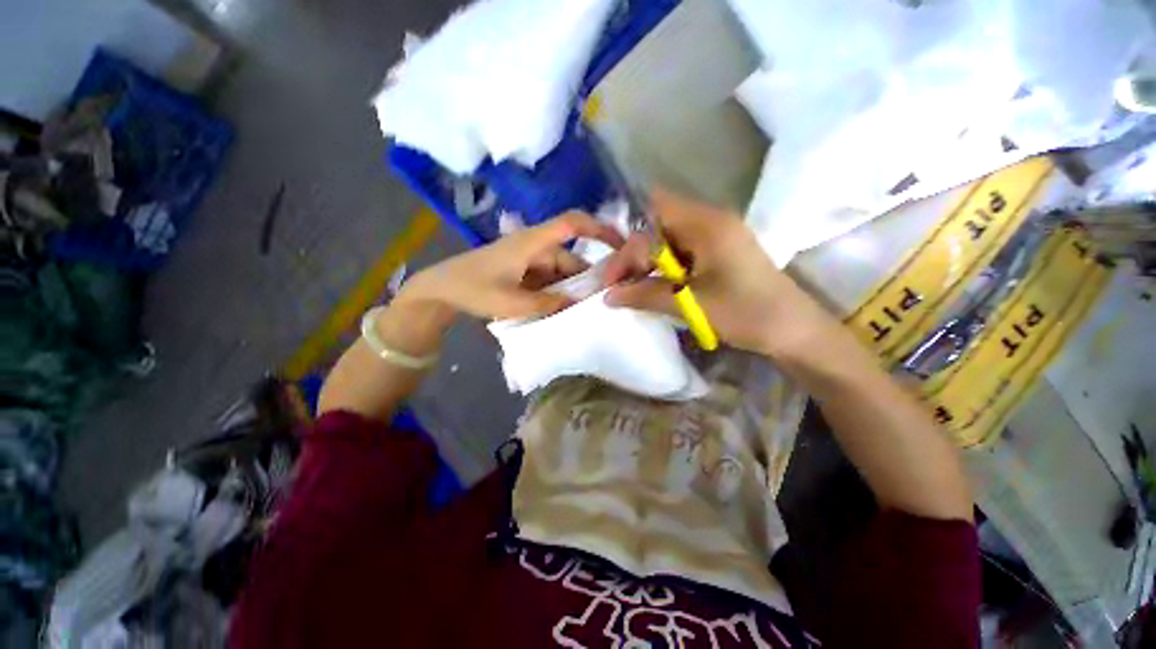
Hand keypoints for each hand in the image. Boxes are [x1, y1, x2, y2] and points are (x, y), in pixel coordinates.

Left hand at [402, 212, 623, 319]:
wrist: (440, 290)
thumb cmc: (472, 289)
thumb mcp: (511, 302)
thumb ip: (547, 304)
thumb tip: (577, 305)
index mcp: (532, 242)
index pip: (572, 224)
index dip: (599, 228)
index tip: (622, 245)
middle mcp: (535, 247)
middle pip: (571, 257)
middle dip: (587, 278)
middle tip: (602, 301)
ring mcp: (529, 260)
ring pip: (560, 272)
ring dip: (570, 289)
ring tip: (583, 311)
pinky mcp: (523, 272)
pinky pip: (548, 280)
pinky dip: (557, 293)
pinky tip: (562, 311)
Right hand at [603, 190, 836, 358]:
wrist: (793, 330)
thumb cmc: (745, 313)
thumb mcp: (689, 304)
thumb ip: (645, 295)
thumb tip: (608, 296)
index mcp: (707, 224)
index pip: (653, 211)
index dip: (630, 240)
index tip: (616, 275)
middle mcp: (710, 221)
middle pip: (657, 226)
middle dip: (634, 255)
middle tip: (619, 286)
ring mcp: (716, 236)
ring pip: (667, 241)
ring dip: (648, 264)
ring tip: (634, 290)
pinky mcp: (718, 253)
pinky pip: (680, 253)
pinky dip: (663, 269)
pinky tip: (656, 288)